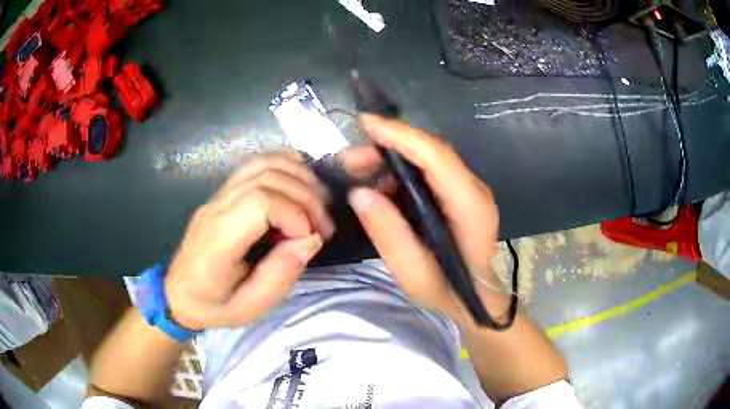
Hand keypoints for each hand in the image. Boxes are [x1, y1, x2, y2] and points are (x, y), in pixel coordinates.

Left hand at [164, 153, 334, 329]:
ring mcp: (218, 196)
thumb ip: (280, 276)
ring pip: (263, 163)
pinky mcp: (223, 193)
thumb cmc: (212, 306)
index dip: (295, 214)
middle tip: (324, 227)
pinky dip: (286, 168)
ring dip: (300, 178)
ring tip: (318, 205)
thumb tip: (311, 240)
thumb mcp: (249, 308)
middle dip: (306, 197)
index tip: (311, 239)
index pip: (260, 201)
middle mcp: (216, 208)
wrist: (178, 294)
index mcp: (218, 240)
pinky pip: (256, 166)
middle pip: (267, 177)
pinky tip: (301, 187)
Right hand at [347, 114, 502, 324]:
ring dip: (391, 159)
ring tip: (357, 173)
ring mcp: (469, 190)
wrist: (475, 299)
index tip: (366, 122)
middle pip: (431, 152)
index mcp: (470, 206)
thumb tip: (359, 193)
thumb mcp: (413, 273)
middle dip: (387, 147)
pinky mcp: (460, 194)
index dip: (401, 135)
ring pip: (428, 158)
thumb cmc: (447, 291)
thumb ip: (388, 233)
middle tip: (349, 162)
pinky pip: (428, 172)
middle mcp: (474, 189)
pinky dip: (400, 172)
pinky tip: (379, 187)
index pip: (436, 157)